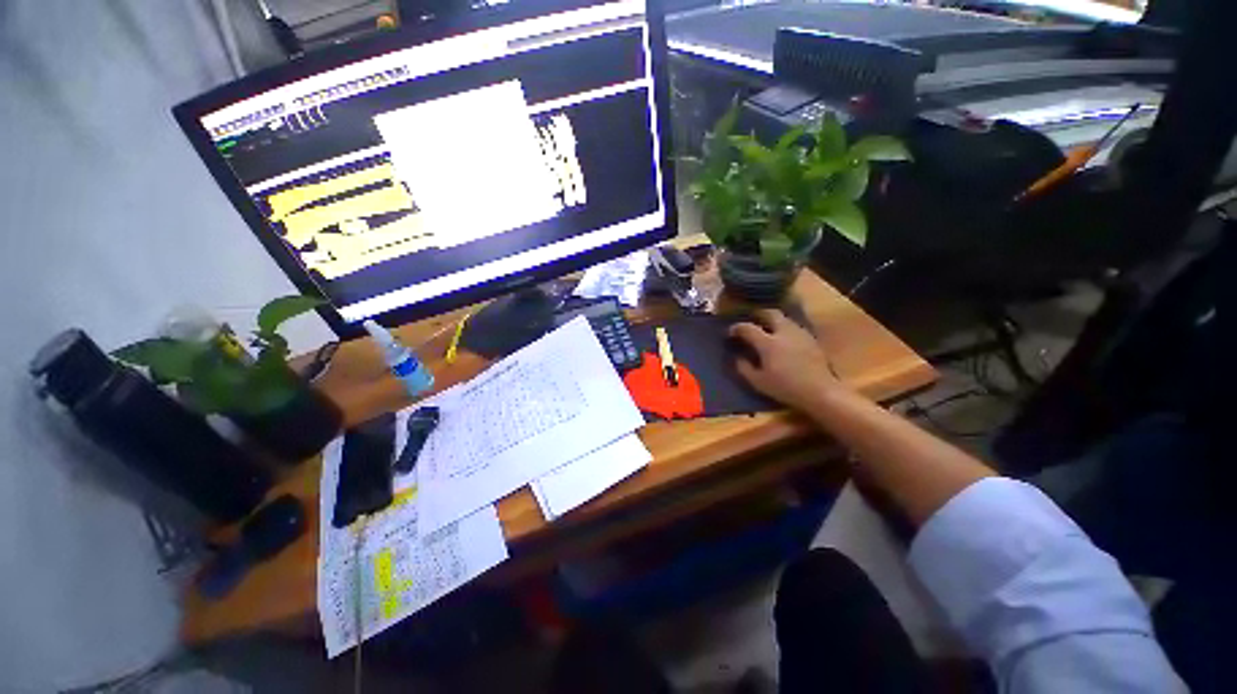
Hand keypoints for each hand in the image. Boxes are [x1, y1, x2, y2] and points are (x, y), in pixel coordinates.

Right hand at [728, 309, 841, 409]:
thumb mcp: (759, 382)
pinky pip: (794, 327)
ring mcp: (800, 334)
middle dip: (758, 314)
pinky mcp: (812, 339)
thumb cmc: (786, 388)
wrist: (821, 392)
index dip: (737, 328)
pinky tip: (784, 339)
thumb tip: (738, 358)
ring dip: (773, 320)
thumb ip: (745, 368)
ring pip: (784, 319)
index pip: (748, 328)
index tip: (730, 332)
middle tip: (752, 320)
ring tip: (767, 328)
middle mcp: (784, 332)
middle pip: (770, 314)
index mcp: (768, 343)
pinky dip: (785, 328)